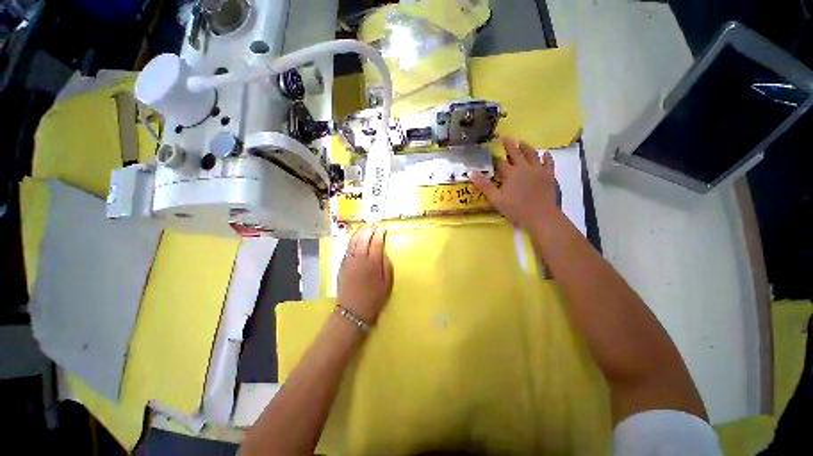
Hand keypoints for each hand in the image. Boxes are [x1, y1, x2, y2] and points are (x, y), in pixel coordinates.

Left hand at [338, 225, 393, 323]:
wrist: (353, 310)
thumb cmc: (374, 297)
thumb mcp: (387, 282)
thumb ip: (386, 264)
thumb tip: (383, 251)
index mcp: (373, 263)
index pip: (376, 242)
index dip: (380, 233)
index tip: (383, 229)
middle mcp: (360, 258)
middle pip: (364, 238)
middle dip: (369, 229)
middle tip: (374, 225)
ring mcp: (349, 260)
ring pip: (353, 241)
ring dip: (359, 232)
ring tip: (364, 227)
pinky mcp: (342, 264)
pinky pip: (347, 248)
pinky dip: (352, 240)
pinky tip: (355, 238)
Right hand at [471, 137, 558, 230]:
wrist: (541, 216)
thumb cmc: (516, 209)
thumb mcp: (496, 199)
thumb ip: (484, 185)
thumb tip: (471, 172)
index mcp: (511, 173)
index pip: (500, 162)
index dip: (494, 157)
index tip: (490, 151)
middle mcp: (524, 168)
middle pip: (516, 153)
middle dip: (509, 145)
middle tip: (505, 137)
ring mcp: (538, 170)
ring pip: (532, 155)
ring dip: (526, 147)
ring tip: (522, 142)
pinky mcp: (549, 176)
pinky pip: (548, 163)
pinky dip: (547, 157)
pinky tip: (545, 153)